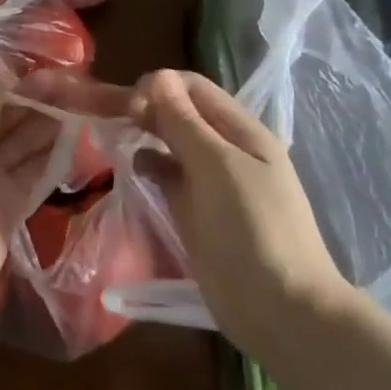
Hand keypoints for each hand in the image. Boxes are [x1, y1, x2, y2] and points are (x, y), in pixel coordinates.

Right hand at [130, 70, 352, 358]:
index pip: (192, 87)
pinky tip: (132, 170)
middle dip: (145, 108)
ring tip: (115, 140)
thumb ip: (184, 122)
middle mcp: (224, 149)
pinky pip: (166, 175)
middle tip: (109, 119)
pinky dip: (147, 166)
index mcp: (241, 131)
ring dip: (143, 135)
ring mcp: (209, 181)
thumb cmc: (253, 229)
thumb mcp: (217, 167)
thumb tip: (157, 77)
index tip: (129, 106)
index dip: (159, 87)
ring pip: (169, 142)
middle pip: (179, 112)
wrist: (281, 311)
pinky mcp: (194, 210)